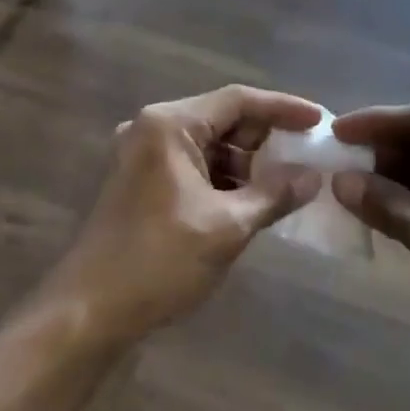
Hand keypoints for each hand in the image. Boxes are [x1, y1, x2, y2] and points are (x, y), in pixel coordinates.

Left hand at [55, 86, 325, 344]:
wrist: (88, 310)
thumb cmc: (159, 260)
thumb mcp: (227, 226)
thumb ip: (274, 194)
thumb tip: (313, 177)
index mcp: (169, 125)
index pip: (238, 100)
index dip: (283, 108)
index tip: (321, 121)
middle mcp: (152, 128)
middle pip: (222, 119)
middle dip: (265, 139)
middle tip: (308, 157)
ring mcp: (142, 154)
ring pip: (208, 145)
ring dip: (246, 163)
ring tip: (287, 184)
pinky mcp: (141, 180)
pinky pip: (193, 166)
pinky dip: (223, 179)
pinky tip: (252, 200)